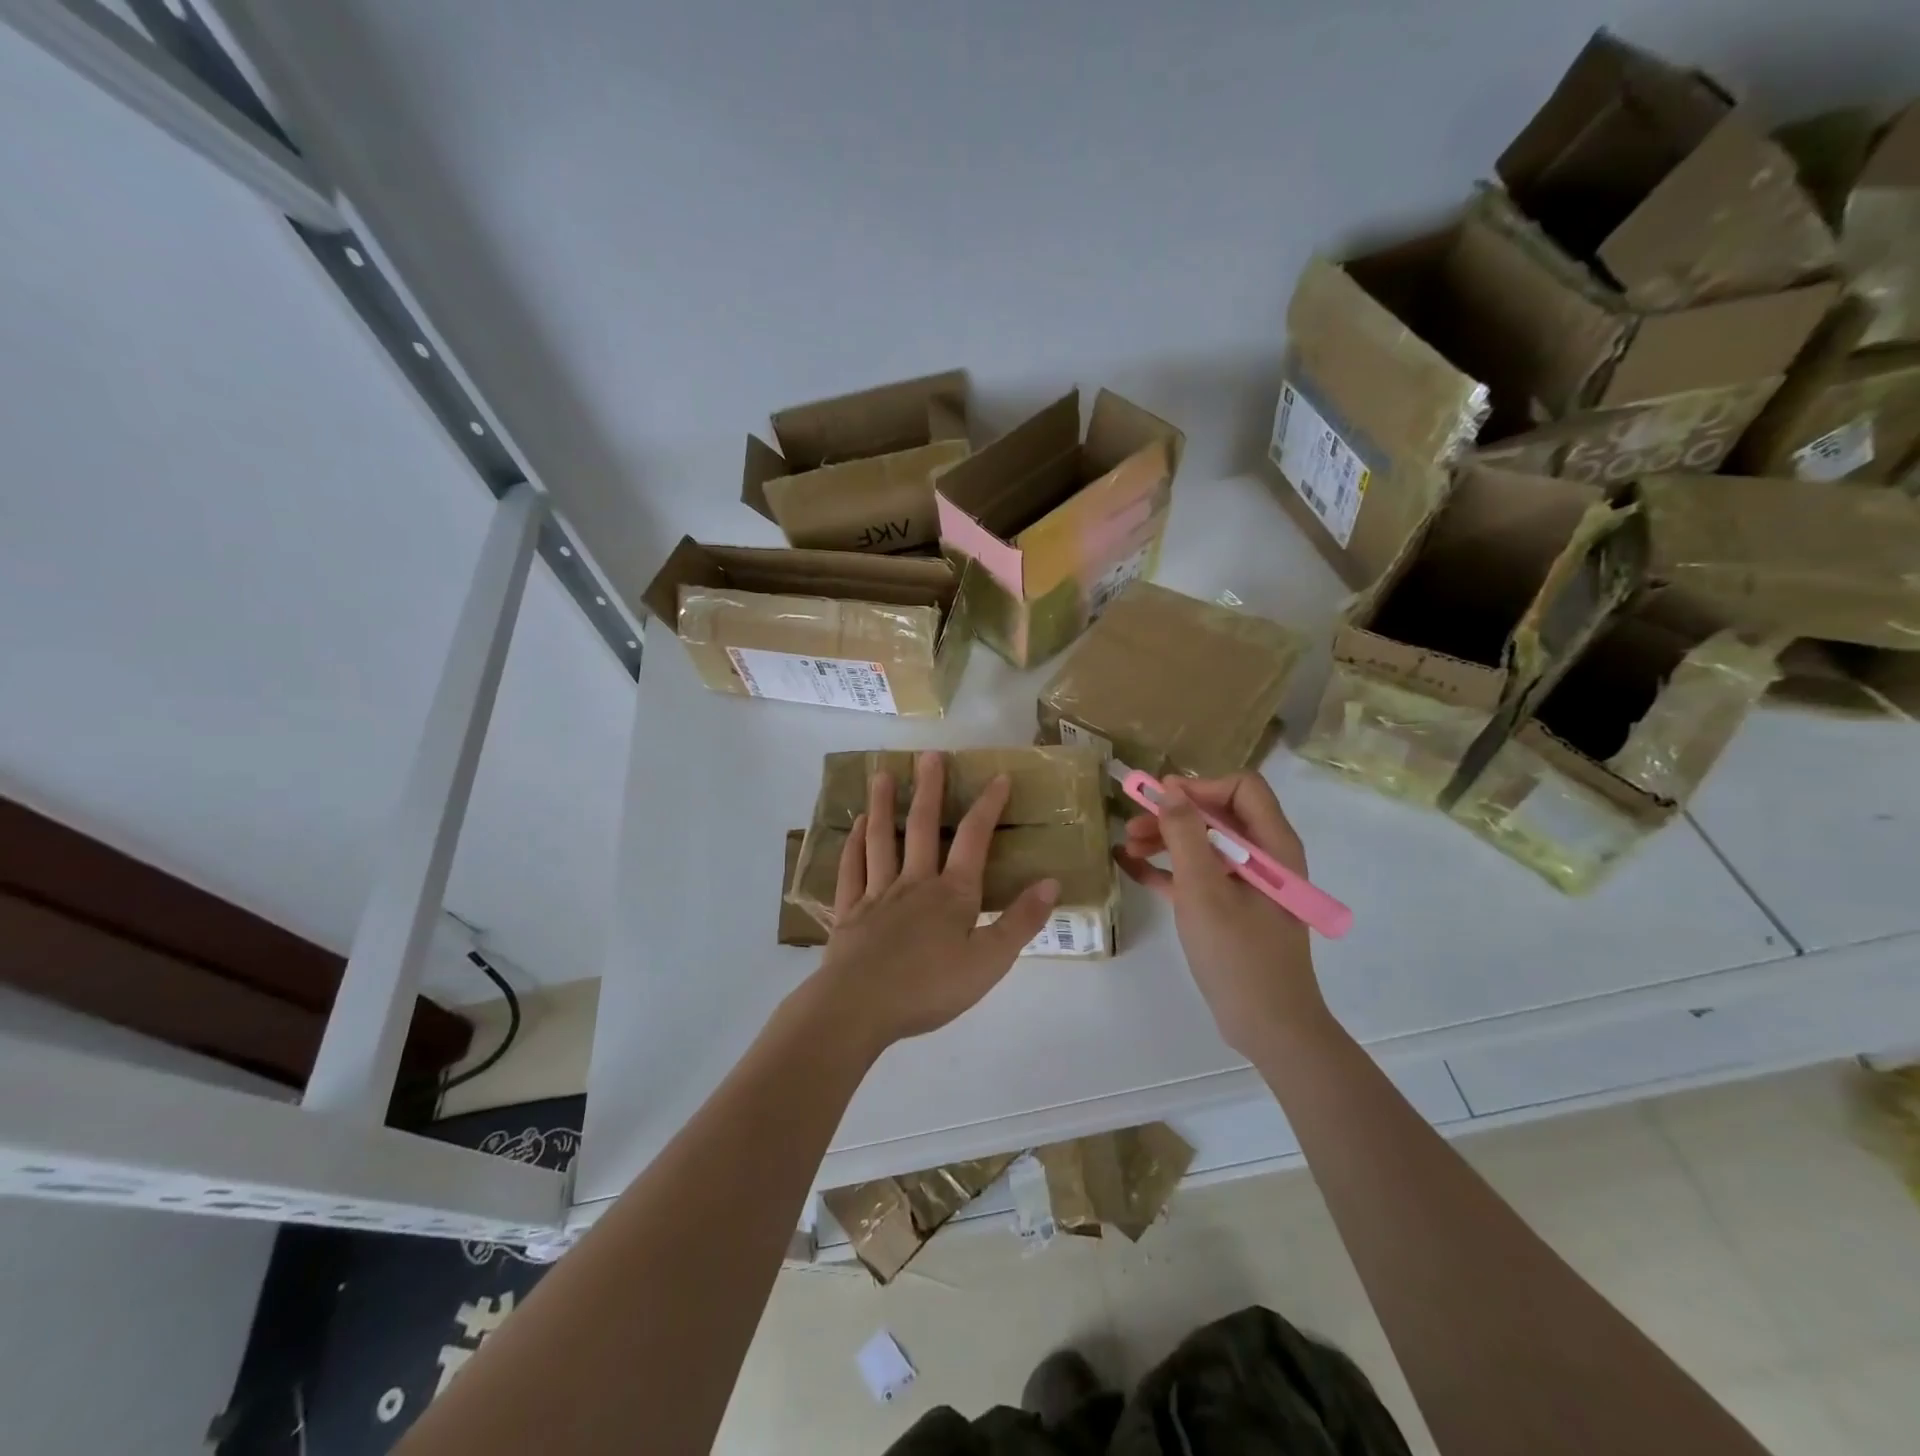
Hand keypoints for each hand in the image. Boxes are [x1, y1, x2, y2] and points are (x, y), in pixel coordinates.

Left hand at [812, 751, 1058, 1052]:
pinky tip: (855, 827)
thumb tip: (1052, 882)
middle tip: (929, 755)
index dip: (988, 806)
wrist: (859, 1007)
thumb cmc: (929, 988)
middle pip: (922, 827)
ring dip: (884, 805)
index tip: (997, 776)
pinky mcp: (849, 912)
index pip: (974, 840)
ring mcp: (877, 894)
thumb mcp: (989, 962)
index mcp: (953, 894)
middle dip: (930, 789)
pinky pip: (851, 869)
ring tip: (883, 774)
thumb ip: (1021, 922)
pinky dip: (853, 844)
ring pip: (881, 840)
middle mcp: (915, 883)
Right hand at [1115, 772, 1328, 1058]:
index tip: (1161, 800)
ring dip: (1165, 840)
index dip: (1199, 787)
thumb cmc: (1238, 954)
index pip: (1241, 788)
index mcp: (1272, 846)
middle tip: (1132, 825)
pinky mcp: (1230, 908)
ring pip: (1203, 844)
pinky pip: (1197, 875)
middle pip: (1217, 815)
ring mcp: (1246, 884)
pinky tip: (1130, 867)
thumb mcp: (1204, 890)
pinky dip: (1167, 869)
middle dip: (1173, 815)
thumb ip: (1185, 835)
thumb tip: (1169, 789)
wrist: (1267, 1026)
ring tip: (1126, 847)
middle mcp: (1263, 857)